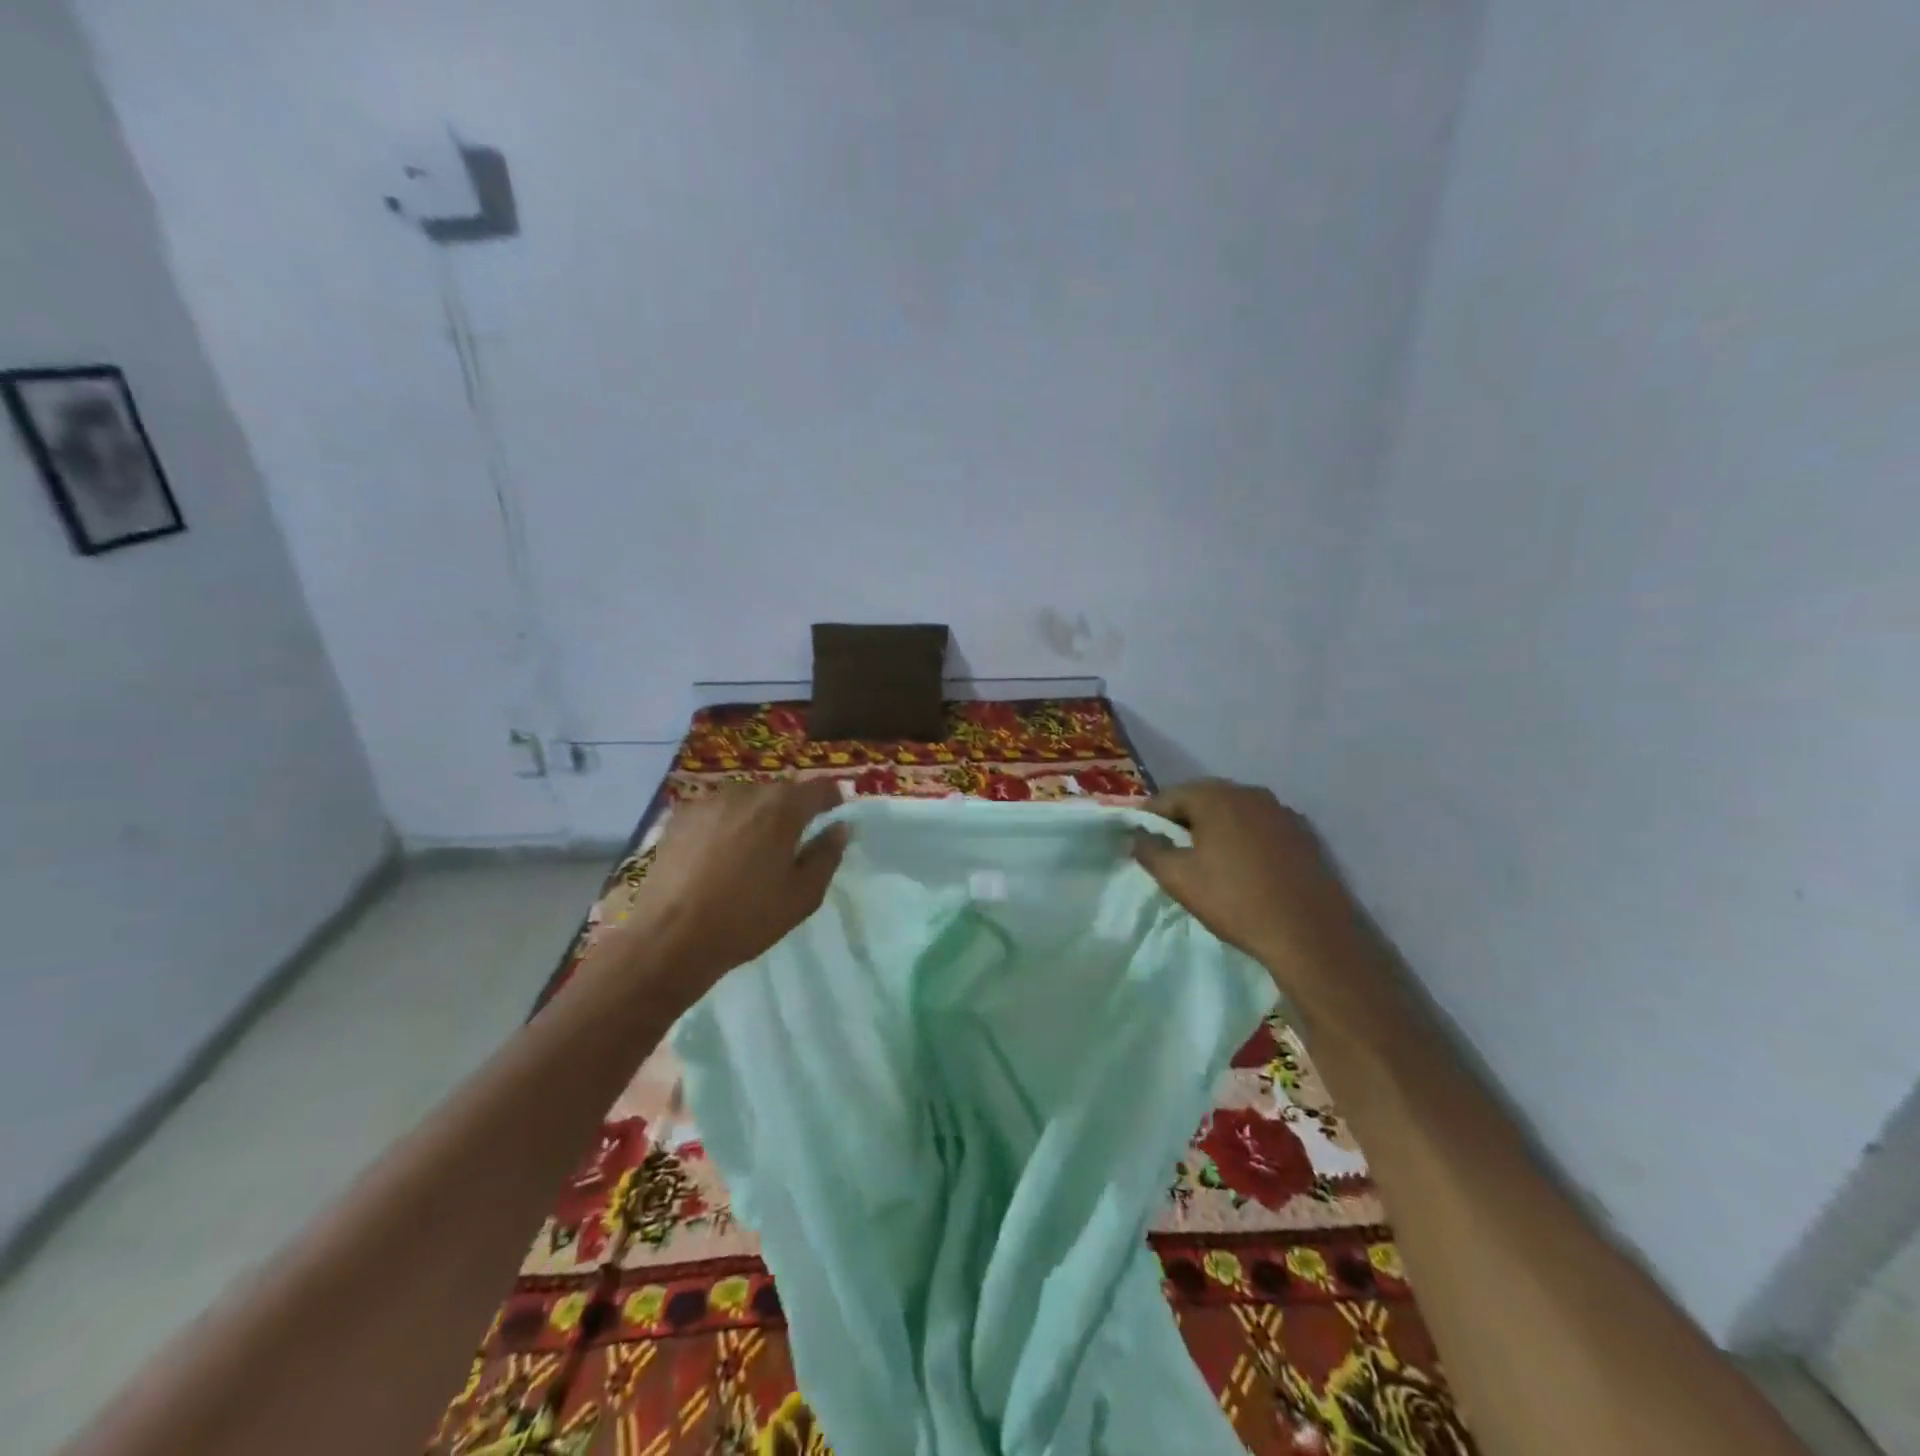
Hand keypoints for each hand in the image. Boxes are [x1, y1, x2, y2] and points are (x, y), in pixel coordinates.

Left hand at [617, 780, 847, 997]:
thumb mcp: (803, 895)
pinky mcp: (680, 817)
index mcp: (782, 808)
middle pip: (781, 792)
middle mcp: (746, 792)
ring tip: (750, 854)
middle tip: (790, 846)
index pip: (820, 786)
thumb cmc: (747, 918)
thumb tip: (839, 827)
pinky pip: (716, 813)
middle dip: (792, 812)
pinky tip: (716, 858)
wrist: (670, 938)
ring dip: (756, 818)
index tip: (833, 819)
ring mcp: (708, 802)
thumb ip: (827, 855)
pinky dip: (725, 826)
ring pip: (746, 800)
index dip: (832, 800)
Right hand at [1133, 779, 1366, 994]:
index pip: (1169, 796)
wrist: (1308, 933)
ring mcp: (1280, 811)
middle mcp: (1249, 793)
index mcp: (1216, 797)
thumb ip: (1150, 851)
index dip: (1150, 817)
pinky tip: (1242, 865)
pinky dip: (1243, 837)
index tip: (1141, 839)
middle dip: (1182, 820)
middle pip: (1203, 798)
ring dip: (1214, 827)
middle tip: (1169, 849)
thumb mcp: (1179, 879)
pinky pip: (1259, 826)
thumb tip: (1136, 837)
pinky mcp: (1302, 832)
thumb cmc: (1235, 901)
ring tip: (1204, 858)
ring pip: (1233, 811)